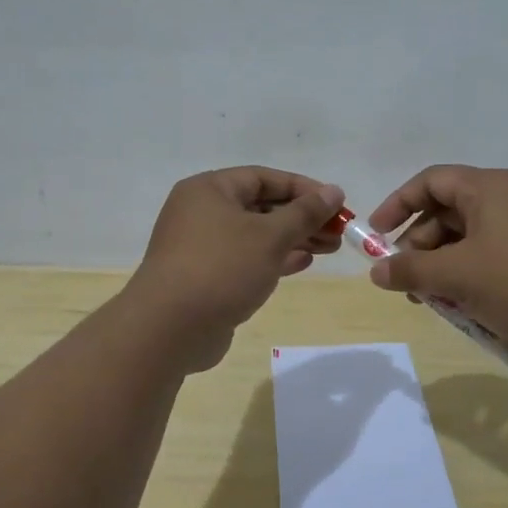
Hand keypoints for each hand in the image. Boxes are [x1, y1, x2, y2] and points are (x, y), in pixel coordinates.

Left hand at [126, 167, 345, 370]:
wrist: (169, 329)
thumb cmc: (221, 268)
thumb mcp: (270, 236)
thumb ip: (305, 213)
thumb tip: (334, 191)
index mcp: (209, 190)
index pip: (264, 178)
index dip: (303, 188)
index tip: (336, 203)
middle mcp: (201, 212)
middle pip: (261, 206)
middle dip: (302, 218)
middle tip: (338, 231)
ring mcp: (201, 247)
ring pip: (255, 235)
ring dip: (293, 240)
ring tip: (329, 248)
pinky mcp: (205, 278)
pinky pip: (245, 260)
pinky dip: (273, 259)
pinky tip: (302, 264)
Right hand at [367, 165, 507, 357]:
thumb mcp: (457, 276)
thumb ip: (411, 271)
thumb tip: (375, 272)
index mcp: (487, 188)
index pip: (430, 181)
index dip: (398, 204)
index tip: (376, 235)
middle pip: (448, 212)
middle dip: (420, 247)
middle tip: (404, 280)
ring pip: (470, 241)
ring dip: (444, 268)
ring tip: (432, 302)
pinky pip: (493, 259)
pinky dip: (472, 279)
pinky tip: (466, 310)